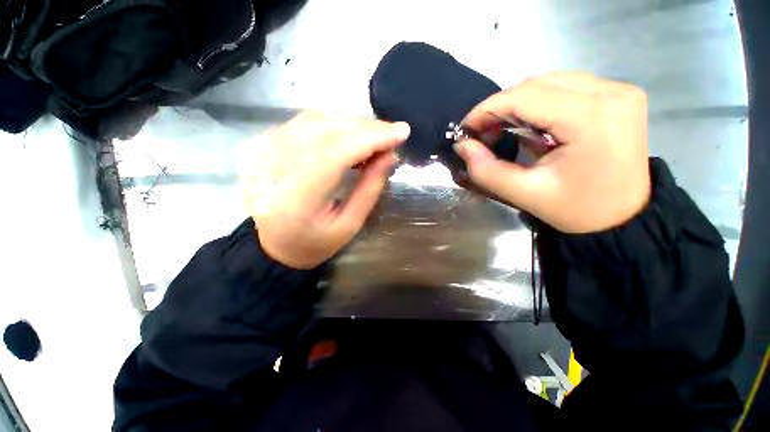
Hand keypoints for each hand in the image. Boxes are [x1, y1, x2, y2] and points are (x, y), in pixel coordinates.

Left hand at [241, 111, 409, 268]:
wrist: (271, 245)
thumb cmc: (313, 243)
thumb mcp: (348, 226)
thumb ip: (369, 190)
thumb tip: (389, 155)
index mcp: (296, 198)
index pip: (337, 152)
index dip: (372, 138)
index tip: (402, 132)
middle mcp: (274, 167)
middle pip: (326, 130)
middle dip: (366, 128)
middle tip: (392, 133)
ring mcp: (264, 152)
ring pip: (315, 120)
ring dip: (351, 123)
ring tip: (375, 134)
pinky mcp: (263, 145)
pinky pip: (303, 122)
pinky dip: (333, 122)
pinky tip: (350, 133)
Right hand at [454, 72, 650, 233]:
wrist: (623, 217)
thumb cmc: (577, 210)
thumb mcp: (524, 194)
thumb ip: (486, 170)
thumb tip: (462, 145)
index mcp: (591, 118)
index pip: (525, 97)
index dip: (487, 109)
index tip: (465, 129)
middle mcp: (610, 92)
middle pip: (537, 83)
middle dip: (500, 106)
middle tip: (480, 132)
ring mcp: (618, 90)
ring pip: (549, 82)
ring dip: (517, 103)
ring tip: (499, 128)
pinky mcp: (618, 95)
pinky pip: (565, 87)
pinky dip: (537, 103)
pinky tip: (527, 124)